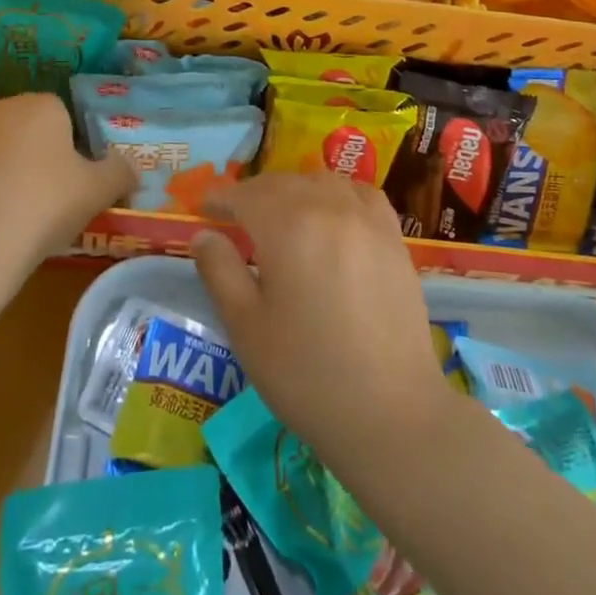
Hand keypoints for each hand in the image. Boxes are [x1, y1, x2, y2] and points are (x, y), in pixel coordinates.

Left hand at [0, 94, 133, 266]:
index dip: (64, 151)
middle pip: (17, 129)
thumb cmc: (44, 207)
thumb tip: (132, 166)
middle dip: (25, 156)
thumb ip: (121, 172)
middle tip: (34, 202)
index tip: (65, 185)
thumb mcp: (98, 192)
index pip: (59, 118)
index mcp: (41, 107)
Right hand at [192, 174, 453, 466]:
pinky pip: (360, 193)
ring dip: (293, 190)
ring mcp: (366, 218)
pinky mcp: (393, 237)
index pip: (245, 195)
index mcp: (288, 226)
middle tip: (234, 217)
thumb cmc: (306, 374)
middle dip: (253, 195)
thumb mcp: (246, 327)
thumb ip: (220, 271)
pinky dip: (337, 193)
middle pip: (282, 184)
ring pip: (320, 182)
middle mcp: (328, 207)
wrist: (391, 412)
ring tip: (280, 216)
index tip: (203, 207)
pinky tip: (332, 213)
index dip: (220, 197)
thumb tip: (203, 234)